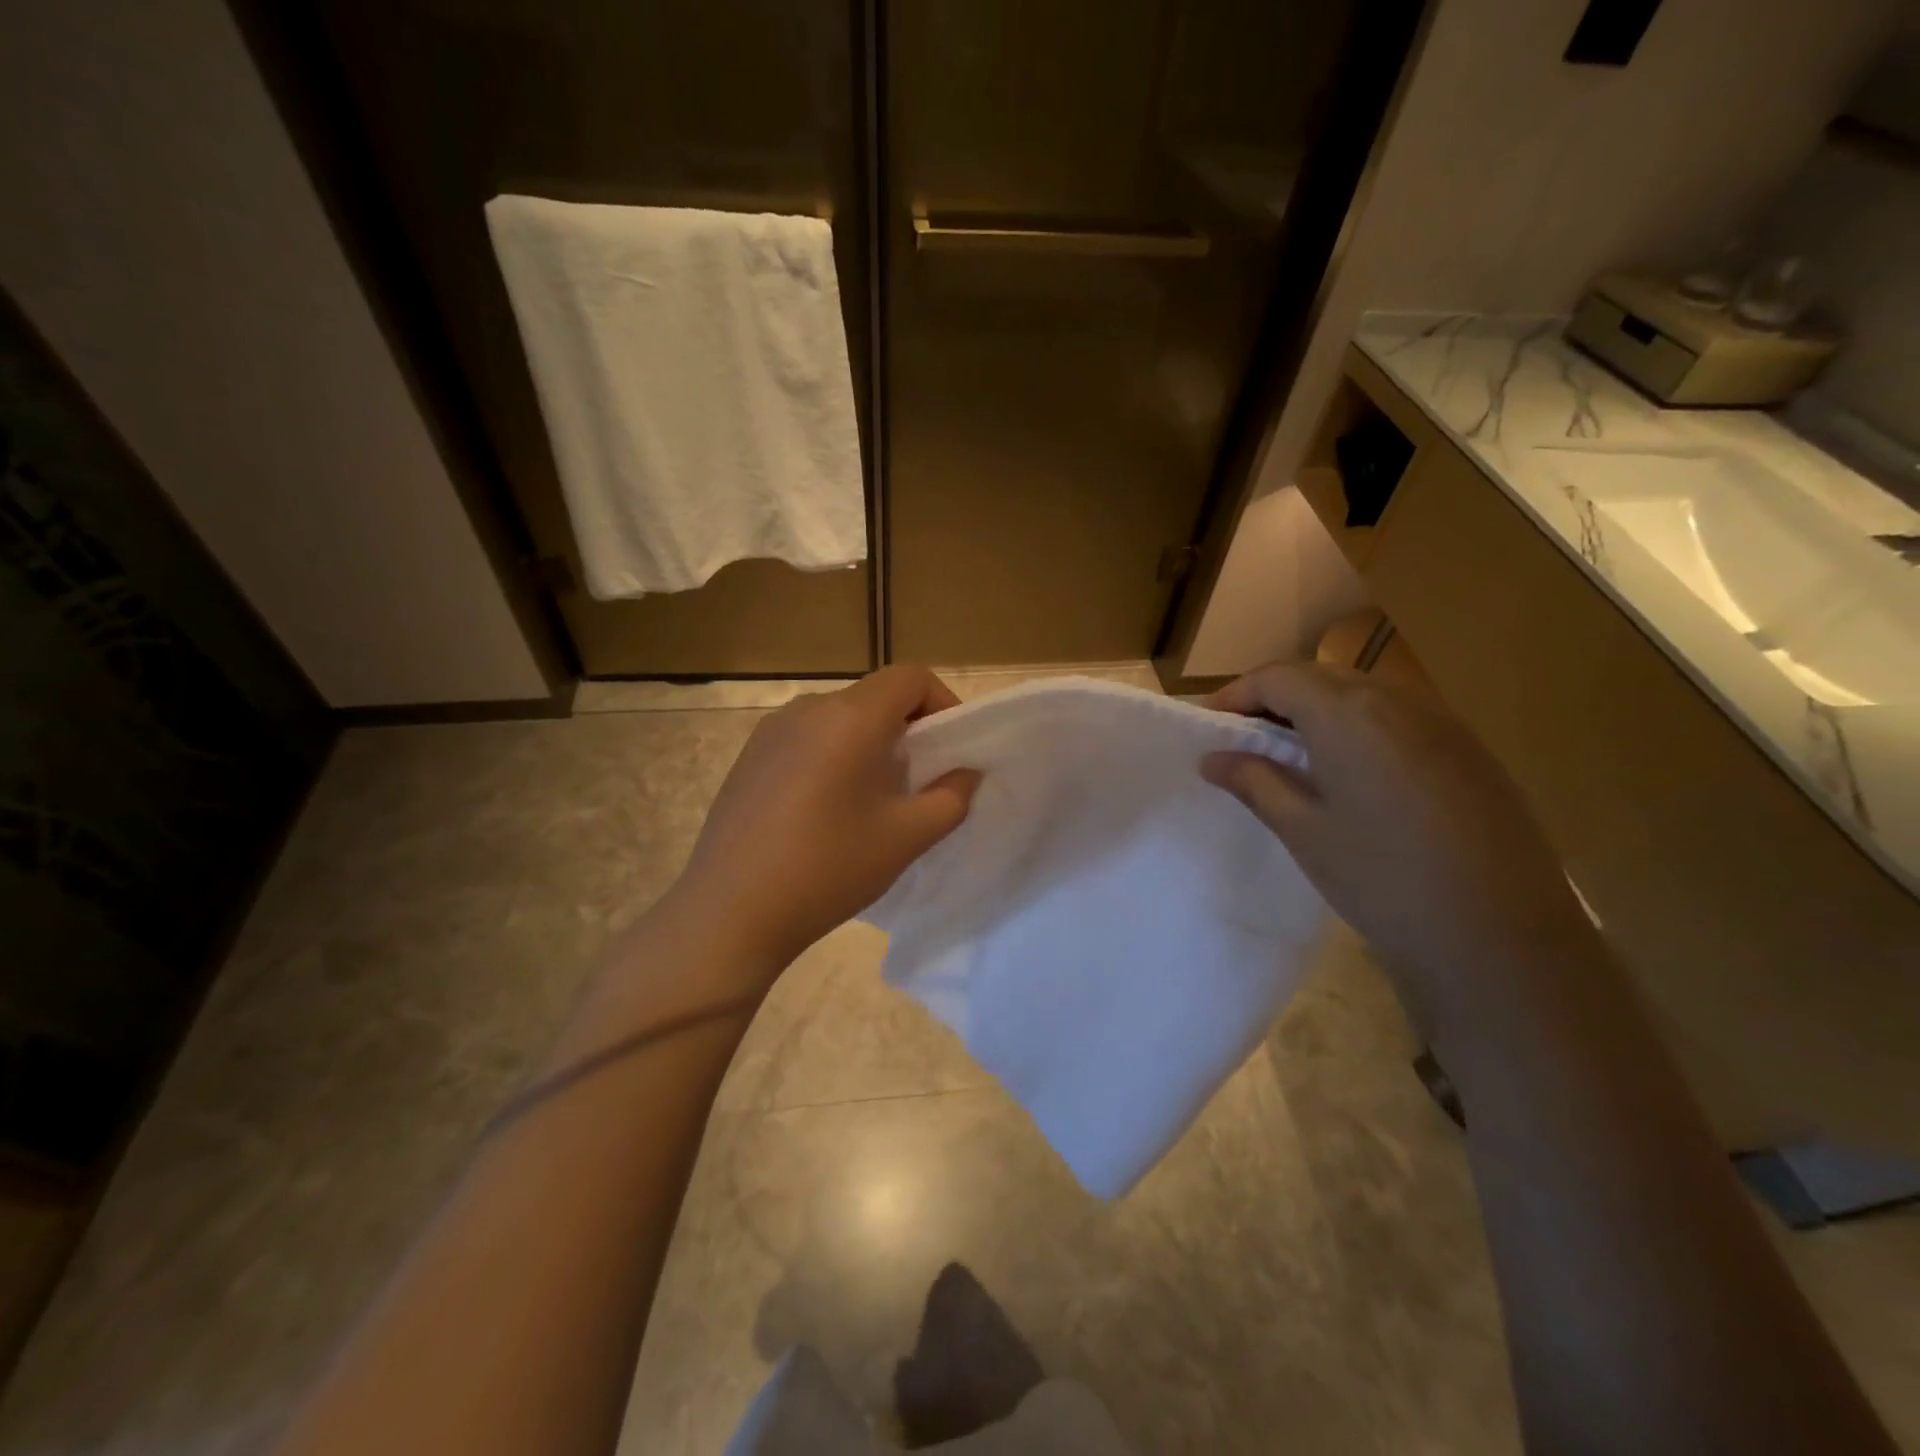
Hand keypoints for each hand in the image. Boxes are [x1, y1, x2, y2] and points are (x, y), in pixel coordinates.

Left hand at [669, 666, 980, 972]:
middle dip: (908, 729)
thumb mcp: (906, 837)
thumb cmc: (828, 869)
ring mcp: (770, 731)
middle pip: (874, 697)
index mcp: (850, 717)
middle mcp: (807, 708)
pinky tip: (825, 811)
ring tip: (873, 800)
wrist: (730, 913)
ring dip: (869, 744)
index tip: (951, 748)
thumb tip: (965, 773)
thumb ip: (951, 798)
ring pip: (839, 719)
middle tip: (920, 780)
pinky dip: (832, 756)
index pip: (910, 676)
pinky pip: (806, 739)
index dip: (942, 702)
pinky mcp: (748, 757)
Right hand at [1200, 662, 1596, 1023]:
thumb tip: (1214, 758)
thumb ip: (1254, 782)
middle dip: (1275, 699)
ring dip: (1318, 711)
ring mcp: (1443, 723)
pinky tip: (1354, 776)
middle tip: (1245, 740)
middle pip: (1321, 677)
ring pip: (1363, 694)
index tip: (1212, 726)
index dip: (1237, 694)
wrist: (1502, 937)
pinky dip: (1361, 729)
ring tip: (1294, 757)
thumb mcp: (1303, 831)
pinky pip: (1400, 718)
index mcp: (1349, 714)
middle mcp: (1398, 701)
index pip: (1278, 677)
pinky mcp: (1470, 752)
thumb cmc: (1382, 879)